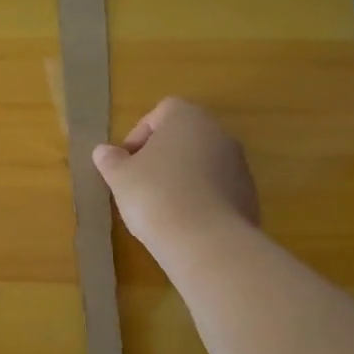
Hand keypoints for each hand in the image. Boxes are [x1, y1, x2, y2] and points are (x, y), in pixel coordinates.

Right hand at [91, 97, 259, 253]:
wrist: (206, 241)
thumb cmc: (155, 195)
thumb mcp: (120, 177)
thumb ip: (111, 160)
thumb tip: (104, 151)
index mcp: (187, 118)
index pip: (160, 112)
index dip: (139, 135)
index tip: (126, 162)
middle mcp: (219, 133)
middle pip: (184, 137)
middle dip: (161, 157)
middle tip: (140, 183)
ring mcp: (239, 165)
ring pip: (202, 164)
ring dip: (182, 178)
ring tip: (161, 207)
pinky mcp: (249, 196)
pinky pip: (217, 190)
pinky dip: (200, 199)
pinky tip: (184, 222)